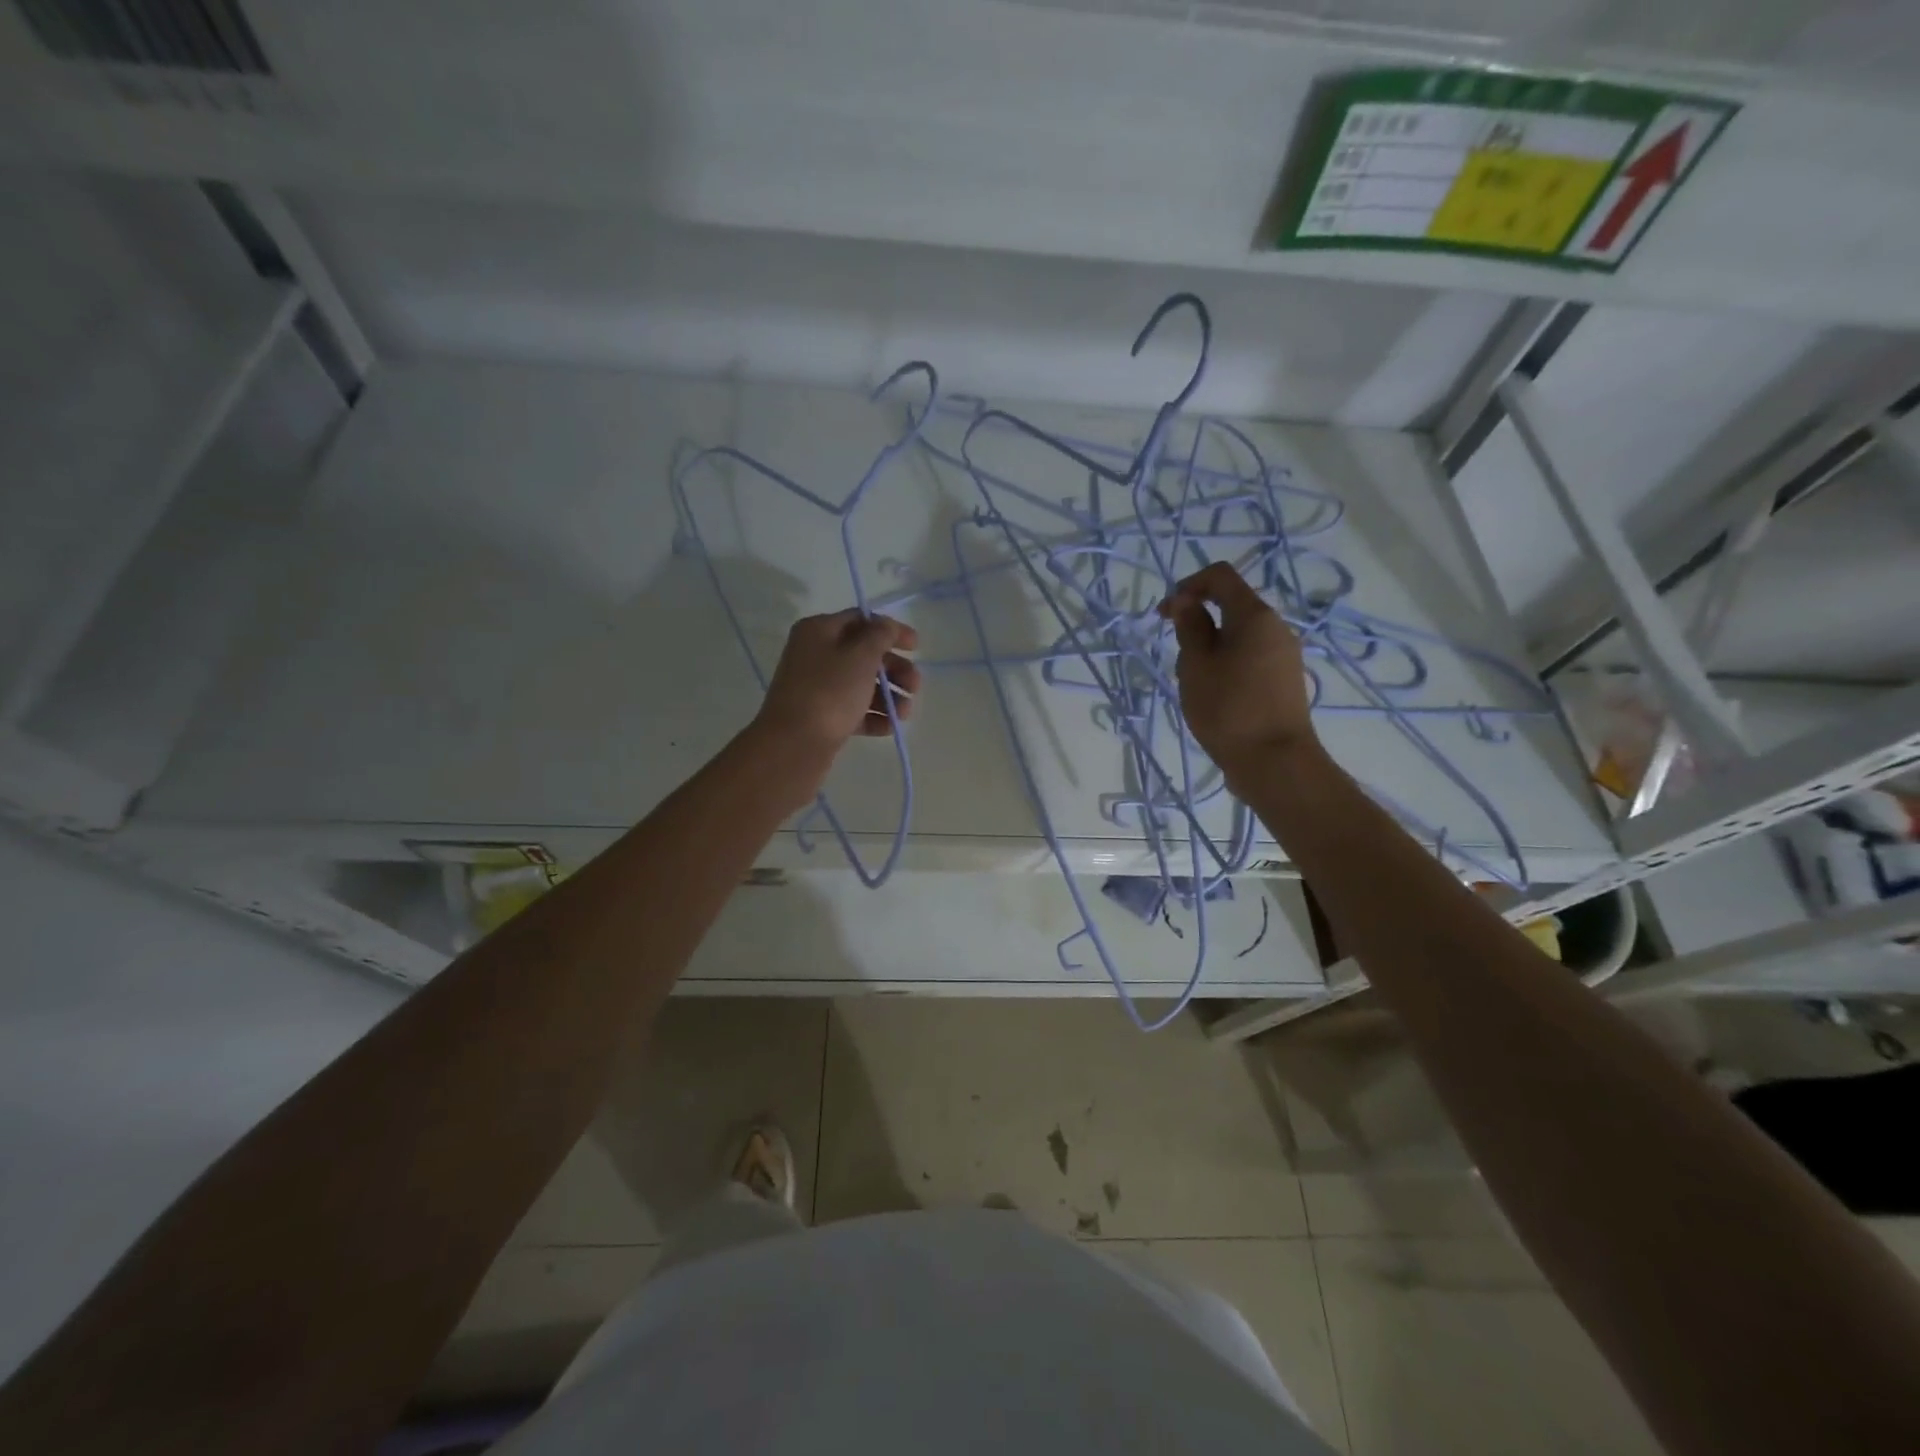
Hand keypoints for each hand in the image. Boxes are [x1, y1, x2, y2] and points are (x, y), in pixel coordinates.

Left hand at [753, 609, 920, 760]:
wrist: (794, 743)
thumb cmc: (830, 691)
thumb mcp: (861, 656)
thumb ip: (880, 636)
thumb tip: (887, 625)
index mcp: (819, 630)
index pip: (861, 620)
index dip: (891, 630)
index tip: (916, 647)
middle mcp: (815, 654)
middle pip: (864, 655)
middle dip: (895, 670)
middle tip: (915, 686)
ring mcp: (817, 687)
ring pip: (861, 684)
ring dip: (889, 696)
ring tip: (905, 713)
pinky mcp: (821, 716)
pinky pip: (853, 710)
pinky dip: (873, 716)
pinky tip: (889, 727)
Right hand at [1159, 562, 1314, 783]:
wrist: (1275, 762)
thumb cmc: (1228, 709)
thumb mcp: (1196, 665)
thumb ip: (1189, 627)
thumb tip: (1184, 601)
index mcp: (1255, 615)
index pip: (1220, 576)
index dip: (1188, 585)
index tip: (1165, 615)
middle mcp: (1275, 628)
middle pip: (1230, 607)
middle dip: (1197, 624)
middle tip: (1179, 659)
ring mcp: (1283, 655)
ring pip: (1237, 636)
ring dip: (1209, 649)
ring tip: (1195, 685)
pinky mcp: (1283, 680)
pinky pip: (1249, 657)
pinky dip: (1225, 665)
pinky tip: (1214, 697)